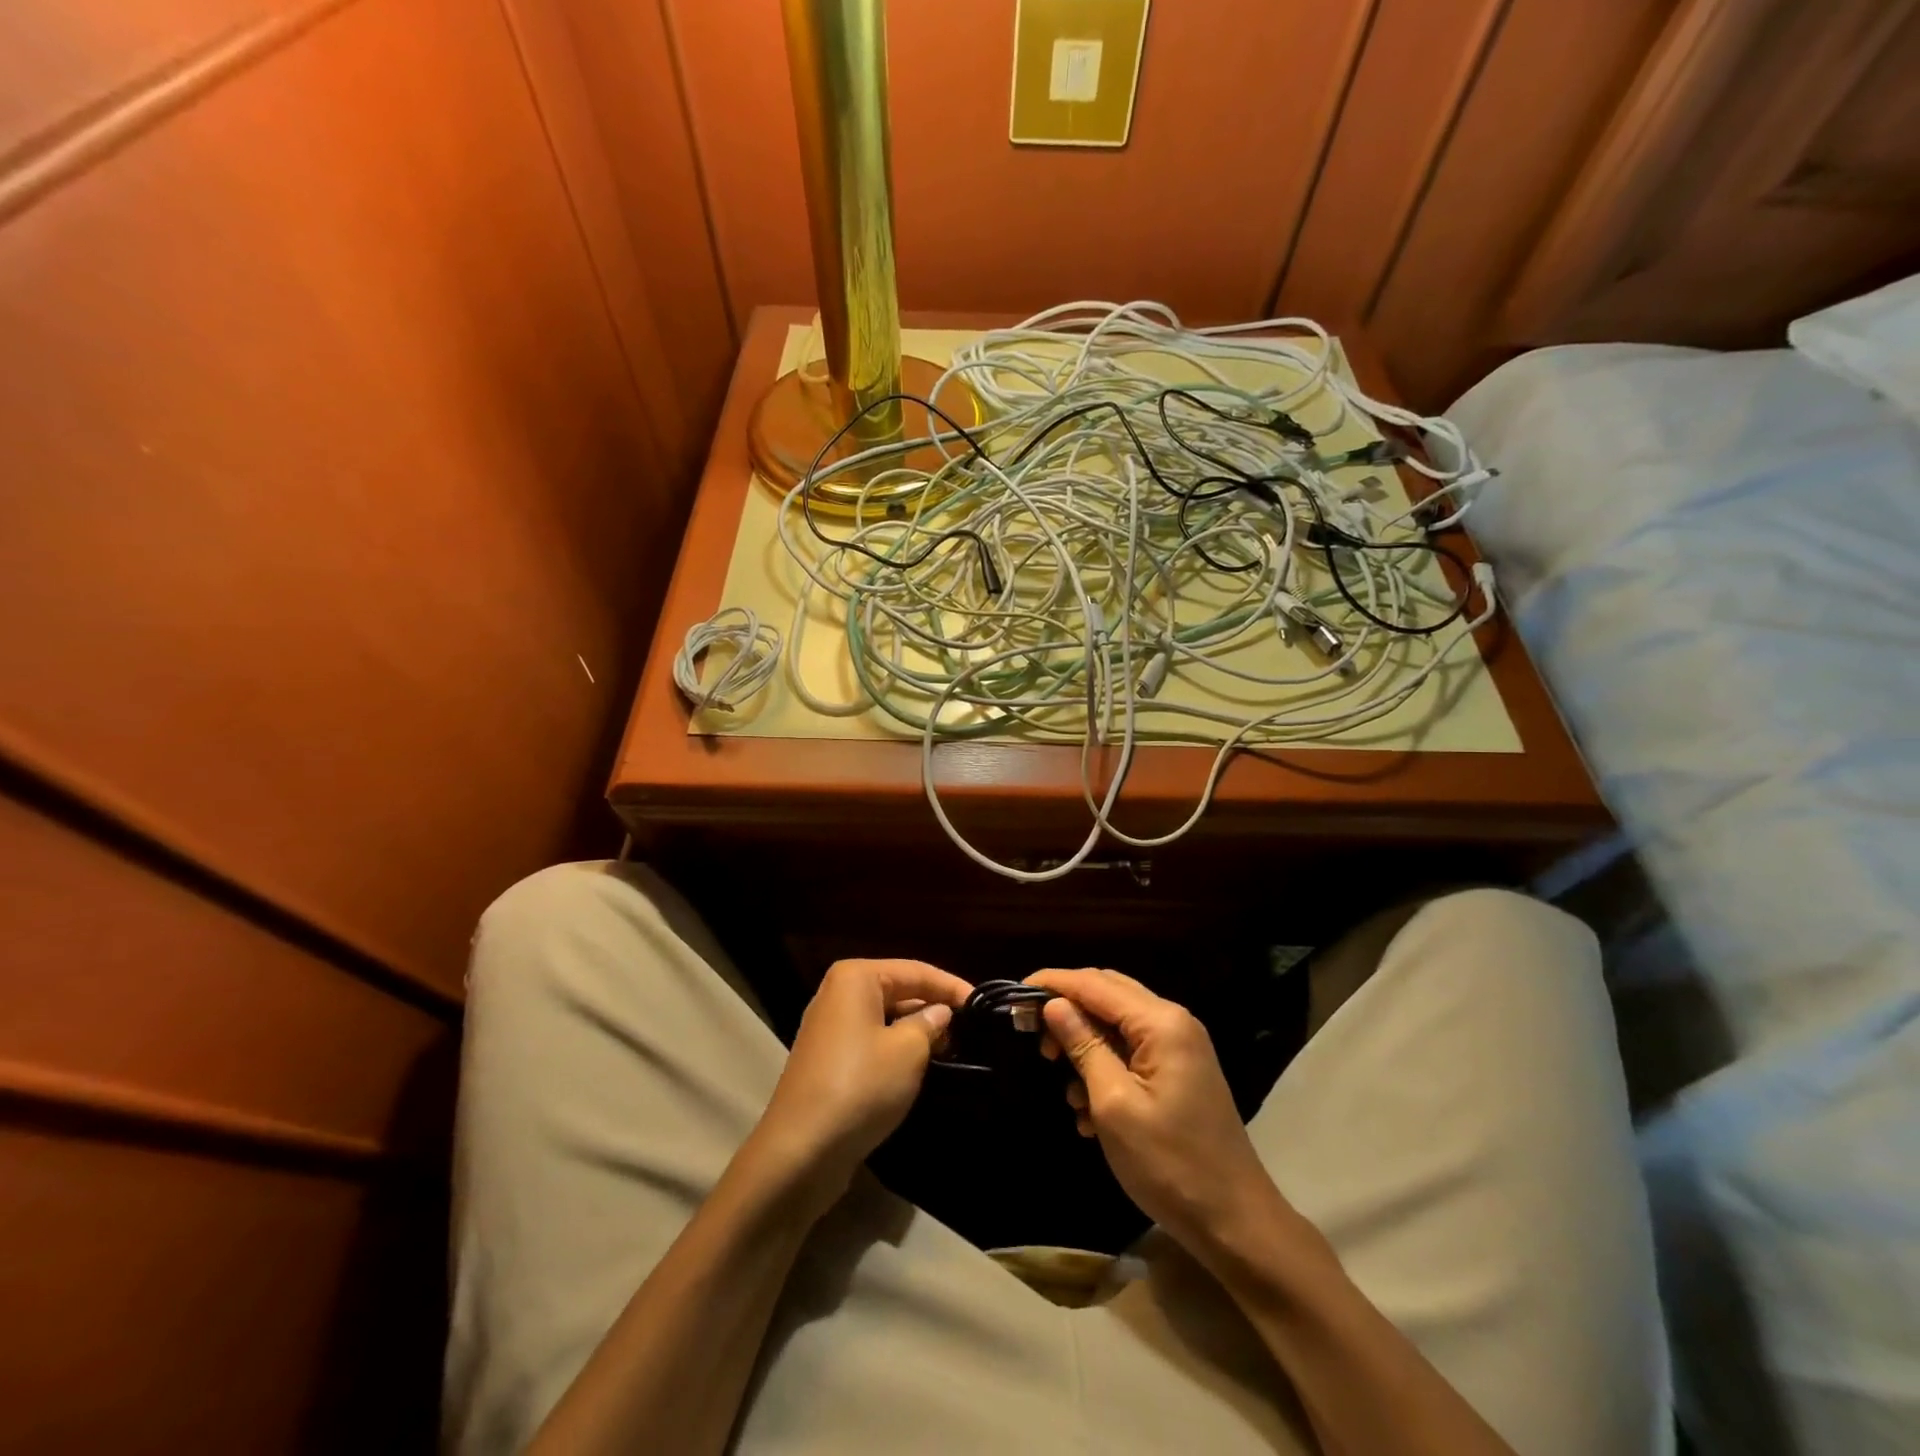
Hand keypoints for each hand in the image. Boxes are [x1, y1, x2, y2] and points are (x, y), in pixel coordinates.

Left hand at [752, 959, 971, 1209]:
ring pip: (886, 1018)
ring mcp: (830, 1028)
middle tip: (972, 1029)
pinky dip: (897, 1049)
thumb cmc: (860, 1086)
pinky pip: (872, 1042)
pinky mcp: (828, 1060)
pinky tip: (921, 1067)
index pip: (916, 971)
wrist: (801, 1151)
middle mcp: (839, 994)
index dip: (952, 986)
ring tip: (954, 1048)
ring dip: (917, 1031)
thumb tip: (941, 1012)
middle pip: (899, 991)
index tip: (983, 1003)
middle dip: (934, 1008)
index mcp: (856, 978)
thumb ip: (930, 1024)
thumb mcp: (908, 1051)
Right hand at [1029, 968, 1284, 1259]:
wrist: (1235, 1223)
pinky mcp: (1179, 1070)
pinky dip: (1104, 1066)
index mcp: (1160, 1022)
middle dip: (1067, 1010)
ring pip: (1117, 1022)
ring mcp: (1179, 1046)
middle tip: (1033, 1039)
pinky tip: (1089, 1109)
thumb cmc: (1169, 1164)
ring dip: (1085, 1044)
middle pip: (1107, 993)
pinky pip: (1131, 1050)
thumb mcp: (1114, 1105)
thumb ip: (1083, 1046)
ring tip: (1066, 1089)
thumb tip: (1053, 1004)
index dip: (1052, 984)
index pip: (1095, 984)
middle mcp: (1173, 1021)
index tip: (1013, 996)